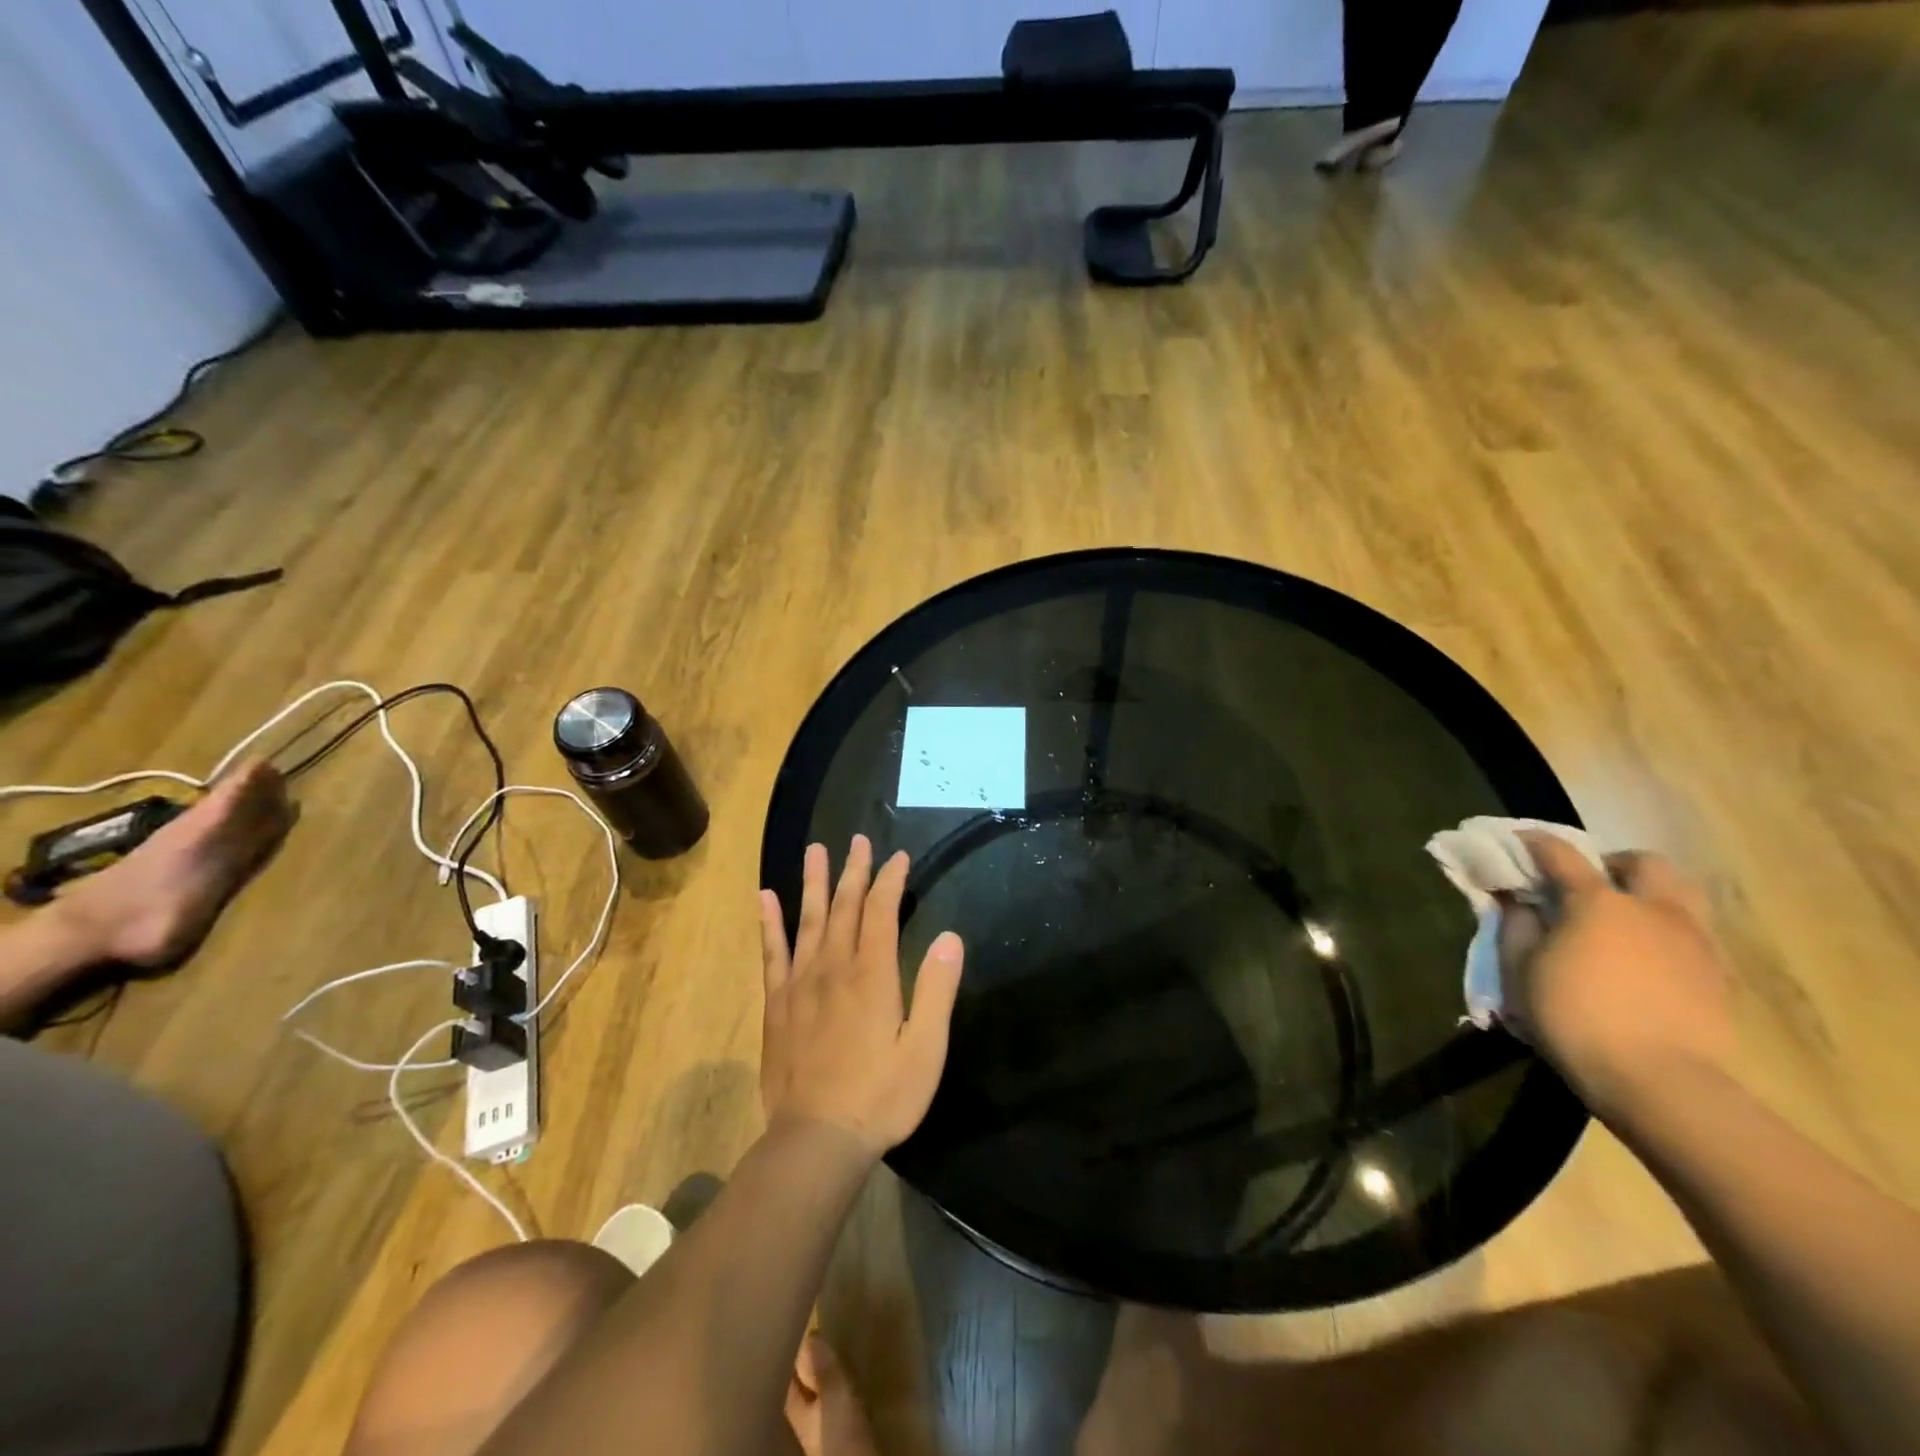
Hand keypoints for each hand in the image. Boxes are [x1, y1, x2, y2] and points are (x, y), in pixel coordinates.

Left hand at [758, 836, 964, 1157]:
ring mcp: (800, 984)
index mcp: (872, 975)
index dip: (890, 881)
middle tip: (858, 840)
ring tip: (815, 850)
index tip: (898, 858)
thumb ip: (937, 990)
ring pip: (808, 920)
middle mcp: (834, 968)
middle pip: (844, 907)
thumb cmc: (881, 1096)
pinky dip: (769, 923)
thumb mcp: (925, 1050)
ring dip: (814, 883)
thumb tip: (951, 938)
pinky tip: (765, 899)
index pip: (880, 912)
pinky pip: (772, 953)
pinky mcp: (778, 1004)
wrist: (816, 1139)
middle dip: (854, 871)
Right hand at [1498, 833, 1733, 1117]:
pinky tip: (1649, 956)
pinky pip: (1695, 934)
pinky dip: (1669, 931)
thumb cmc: (1573, 1016)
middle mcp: (1652, 909)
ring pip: (1682, 894)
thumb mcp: (1521, 969)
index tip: (1521, 840)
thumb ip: (1517, 926)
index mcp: (1598, 902)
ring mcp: (1694, 941)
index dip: (1537, 843)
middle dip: (1614, 863)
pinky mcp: (1718, 975)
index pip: (1562, 855)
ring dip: (1652, 893)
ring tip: (1627, 915)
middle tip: (1590, 881)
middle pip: (1644, 863)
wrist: (1657, 1080)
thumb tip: (1519, 902)